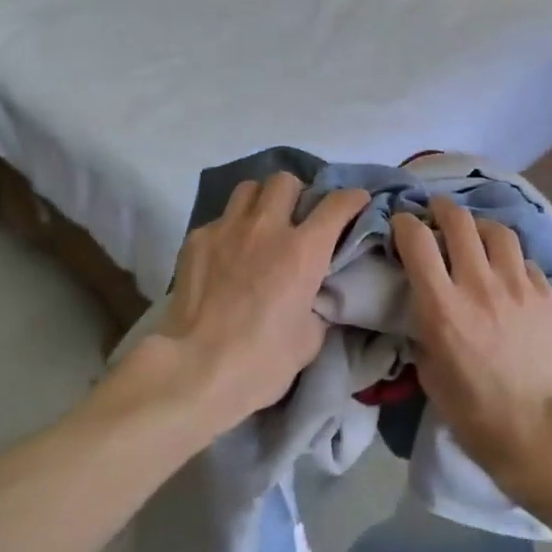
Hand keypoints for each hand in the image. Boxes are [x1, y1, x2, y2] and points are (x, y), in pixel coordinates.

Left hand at [150, 174, 370, 431]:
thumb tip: (311, 295)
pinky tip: (226, 255)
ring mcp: (226, 229)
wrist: (195, 370)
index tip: (357, 202)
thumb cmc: (261, 362)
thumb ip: (316, 304)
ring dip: (261, 201)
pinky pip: (220, 219)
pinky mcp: (196, 240)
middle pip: (285, 181)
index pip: (336, 204)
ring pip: (248, 189)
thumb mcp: (309, 339)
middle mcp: (266, 228)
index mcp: (303, 251)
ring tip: (260, 225)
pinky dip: (230, 229)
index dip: (352, 199)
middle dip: (297, 194)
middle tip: (296, 217)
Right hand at [392, 197, 551, 490]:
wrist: (540, 430)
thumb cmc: (474, 412)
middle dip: (441, 209)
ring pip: (497, 230)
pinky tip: (507, 271)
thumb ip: (423, 330)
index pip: (417, 240)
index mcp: (442, 306)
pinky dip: (510, 258)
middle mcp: (479, 284)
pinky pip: (525, 259)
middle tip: (435, 212)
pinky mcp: (546, 294)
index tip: (401, 224)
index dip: (404, 223)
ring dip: (479, 226)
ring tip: (474, 233)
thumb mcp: (429, 372)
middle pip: (459, 221)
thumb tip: (424, 307)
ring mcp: (518, 286)